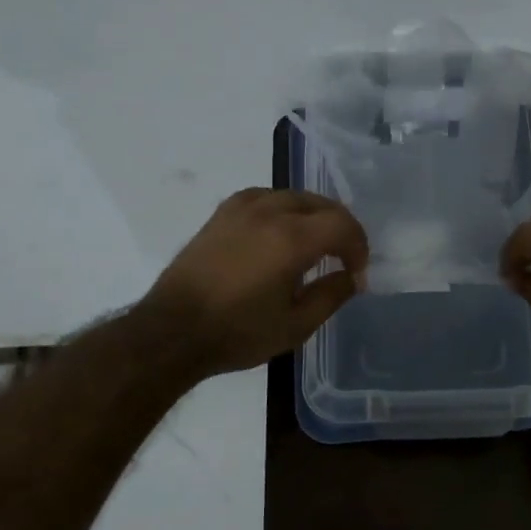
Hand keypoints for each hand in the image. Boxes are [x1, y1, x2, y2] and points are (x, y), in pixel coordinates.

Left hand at [143, 189, 369, 375]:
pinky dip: (284, 209)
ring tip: (315, 244)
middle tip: (343, 258)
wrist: (172, 331)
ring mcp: (242, 208)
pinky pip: (265, 197)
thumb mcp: (295, 326)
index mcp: (291, 239)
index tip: (357, 272)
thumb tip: (352, 276)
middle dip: (340, 228)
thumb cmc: (237, 333)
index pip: (342, 224)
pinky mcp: (222, 213)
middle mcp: (269, 212)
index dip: (359, 246)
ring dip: (313, 216)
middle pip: (321, 204)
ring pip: (293, 196)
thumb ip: (331, 295)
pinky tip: (280, 232)